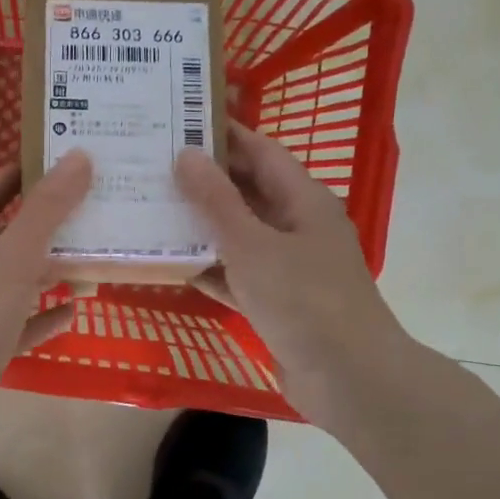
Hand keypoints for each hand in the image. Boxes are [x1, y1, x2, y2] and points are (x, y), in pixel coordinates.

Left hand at [0, 151, 92, 440]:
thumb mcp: (14, 257)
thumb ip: (46, 210)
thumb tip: (77, 157)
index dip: (14, 178)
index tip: (51, 163)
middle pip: (5, 237)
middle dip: (42, 224)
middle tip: (86, 209)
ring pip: (16, 281)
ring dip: (48, 270)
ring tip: (89, 257)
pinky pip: (22, 323)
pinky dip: (45, 316)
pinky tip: (73, 312)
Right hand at [175, 121, 410, 423]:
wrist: (348, 378)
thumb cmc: (303, 300)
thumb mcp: (252, 245)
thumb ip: (217, 200)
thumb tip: (187, 154)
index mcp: (303, 200)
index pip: (260, 151)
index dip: (223, 134)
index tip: (178, 120)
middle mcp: (297, 226)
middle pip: (247, 191)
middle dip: (204, 179)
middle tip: (152, 165)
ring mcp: (287, 266)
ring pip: (238, 234)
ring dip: (200, 225)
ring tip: (151, 208)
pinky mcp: (276, 301)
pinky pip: (236, 274)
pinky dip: (209, 268)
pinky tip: (170, 264)